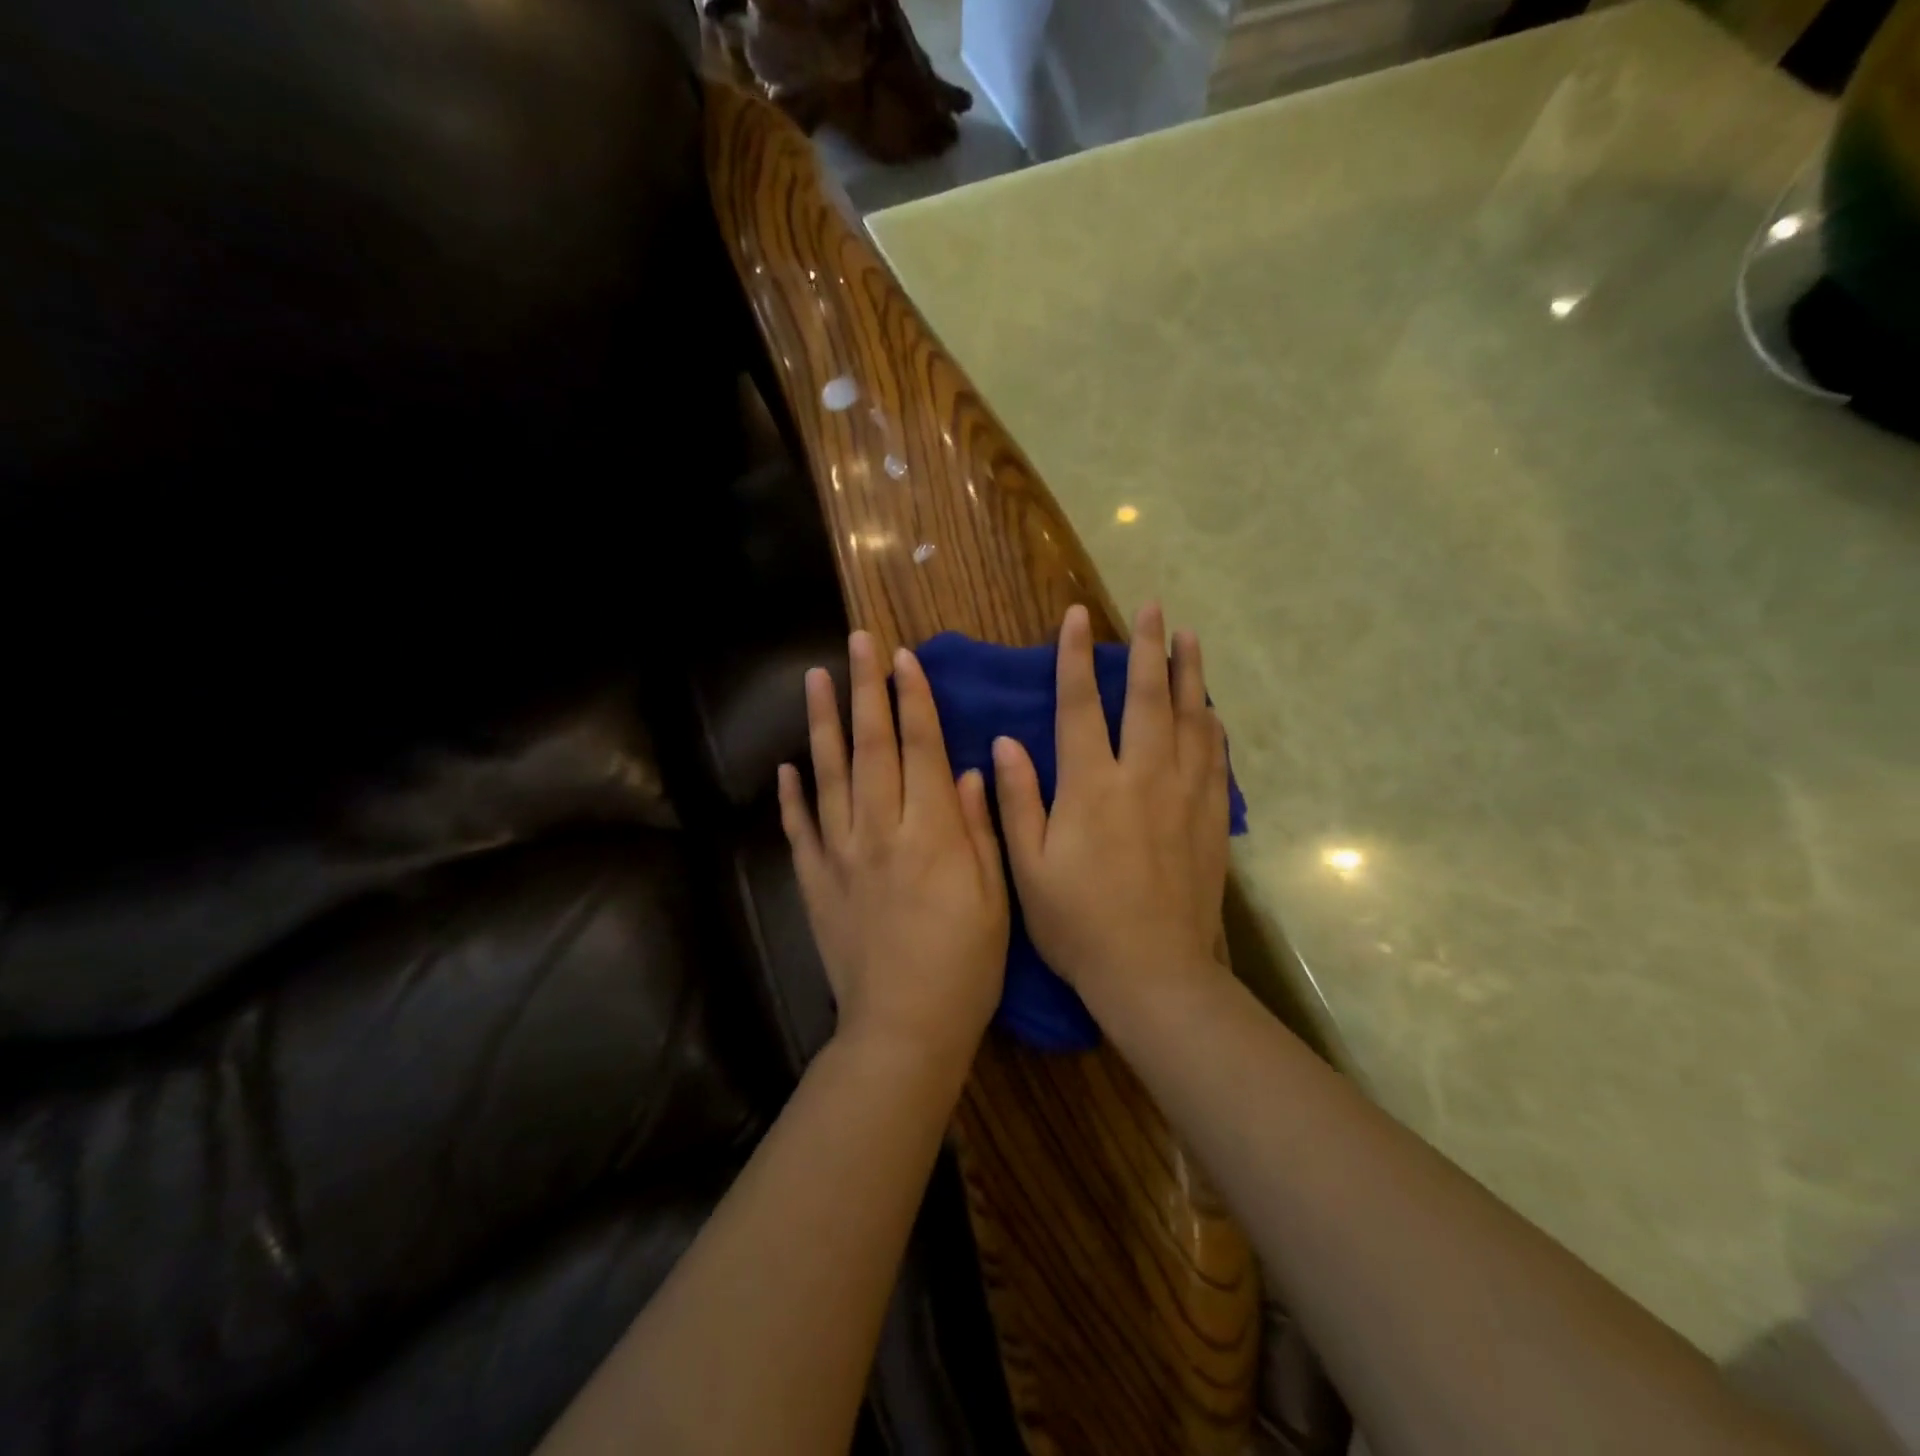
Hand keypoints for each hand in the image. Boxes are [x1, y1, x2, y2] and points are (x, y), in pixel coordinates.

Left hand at [778, 631, 1008, 1068]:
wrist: (904, 1028)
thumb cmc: (965, 966)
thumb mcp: (993, 898)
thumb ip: (980, 829)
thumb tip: (971, 769)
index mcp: (931, 833)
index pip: (920, 750)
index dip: (913, 701)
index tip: (904, 658)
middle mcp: (880, 832)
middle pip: (870, 747)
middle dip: (865, 690)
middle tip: (856, 642)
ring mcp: (840, 856)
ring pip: (829, 776)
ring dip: (822, 724)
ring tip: (815, 679)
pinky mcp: (815, 883)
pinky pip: (799, 830)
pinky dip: (791, 795)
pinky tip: (786, 766)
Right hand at [993, 603, 1231, 1017]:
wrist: (1153, 972)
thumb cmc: (1078, 923)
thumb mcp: (1028, 867)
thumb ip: (1018, 800)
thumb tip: (1005, 742)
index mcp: (1091, 785)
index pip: (1080, 704)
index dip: (1075, 657)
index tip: (1078, 617)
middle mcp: (1142, 776)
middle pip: (1148, 697)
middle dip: (1149, 647)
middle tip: (1155, 608)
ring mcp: (1183, 795)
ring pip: (1191, 718)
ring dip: (1190, 674)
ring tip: (1190, 637)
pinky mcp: (1209, 819)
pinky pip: (1215, 757)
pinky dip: (1213, 725)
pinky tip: (1212, 709)